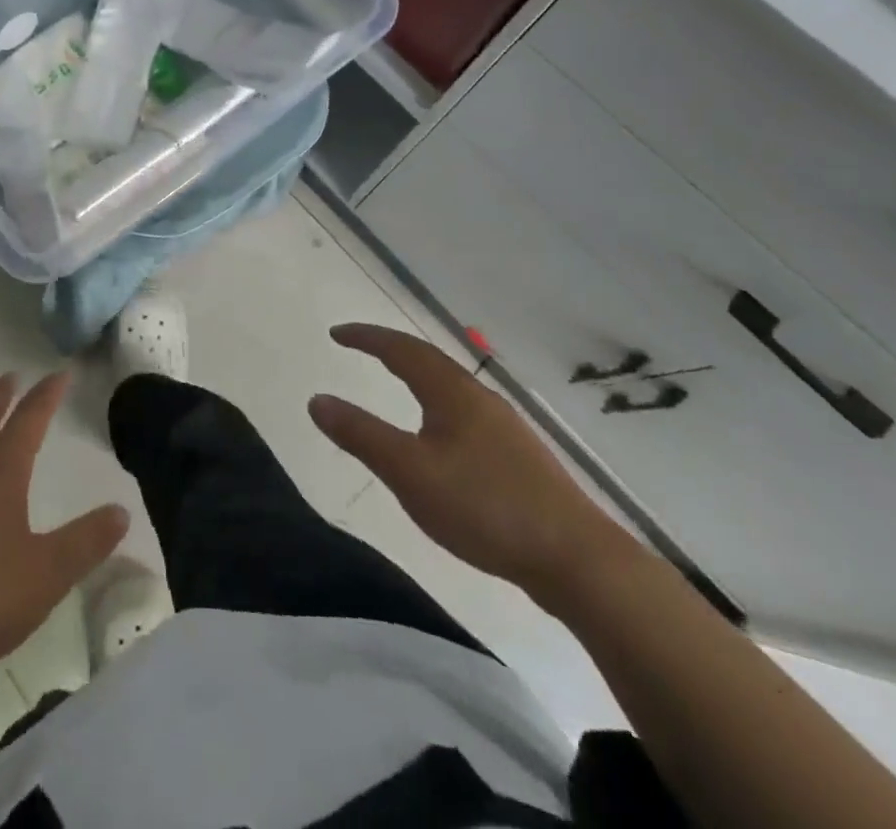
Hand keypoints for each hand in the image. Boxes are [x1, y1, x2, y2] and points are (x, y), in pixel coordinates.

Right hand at [309, 324, 641, 609]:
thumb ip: (361, 435)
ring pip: (451, 386)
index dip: (367, 337)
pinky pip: (465, 412)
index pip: (401, 349)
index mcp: (452, 392)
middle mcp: (479, 398)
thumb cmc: (485, 507)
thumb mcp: (410, 473)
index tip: (336, 333)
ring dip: (417, 374)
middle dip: (391, 349)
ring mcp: (505, 428)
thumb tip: (317, 400)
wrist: (579, 561)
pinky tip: (440, 435)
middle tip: (361, 346)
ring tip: (395, 380)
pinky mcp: (519, 458)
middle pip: (430, 360)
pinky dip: (437, 403)